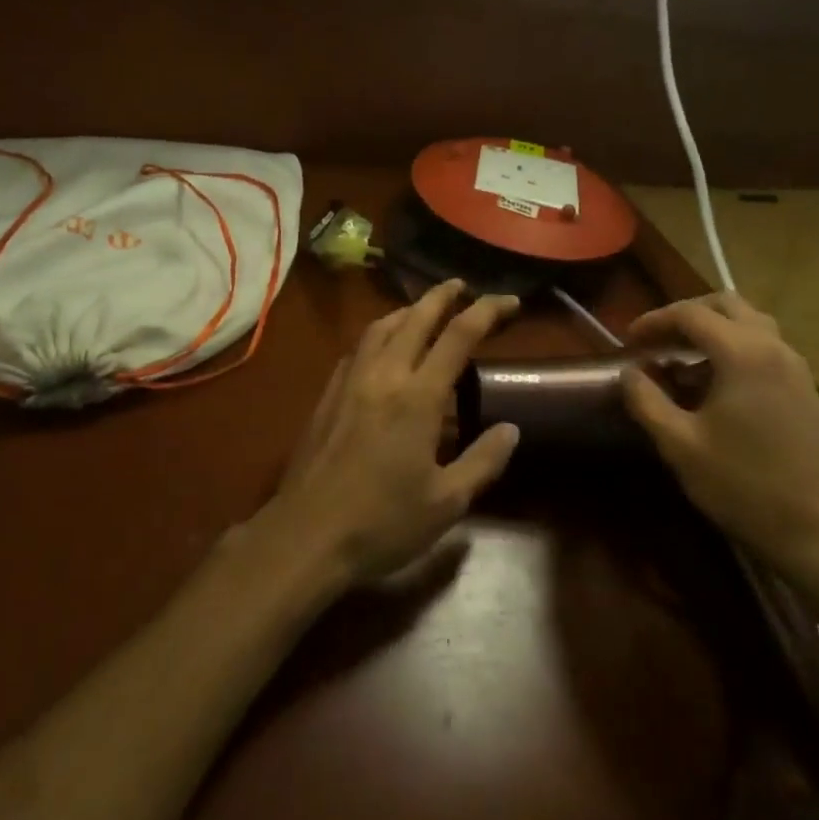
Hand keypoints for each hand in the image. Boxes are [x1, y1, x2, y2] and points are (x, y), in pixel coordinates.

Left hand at [261, 279, 521, 586]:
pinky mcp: (328, 394)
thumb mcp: (446, 502)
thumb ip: (483, 461)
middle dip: (442, 296)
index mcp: (418, 396)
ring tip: (424, 310)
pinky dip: (379, 335)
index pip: (458, 336)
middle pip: (415, 318)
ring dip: (407, 310)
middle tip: (462, 286)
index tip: (508, 301)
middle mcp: (384, 375)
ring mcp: (350, 381)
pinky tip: (383, 349)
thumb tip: (510, 429)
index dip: (487, 311)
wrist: (307, 533)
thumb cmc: (383, 522)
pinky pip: (358, 348)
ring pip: (381, 327)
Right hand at [622, 293, 818, 593]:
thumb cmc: (745, 486)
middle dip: (687, 315)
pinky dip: (734, 350)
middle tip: (657, 340)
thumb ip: (647, 401)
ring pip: (751, 324)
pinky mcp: (806, 392)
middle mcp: (774, 349)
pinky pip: (765, 349)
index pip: (691, 314)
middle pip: (727, 305)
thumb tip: (629, 373)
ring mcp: (796, 370)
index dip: (654, 320)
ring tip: (682, 360)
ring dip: (713, 330)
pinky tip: (714, 387)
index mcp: (743, 354)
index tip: (628, 340)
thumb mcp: (680, 445)